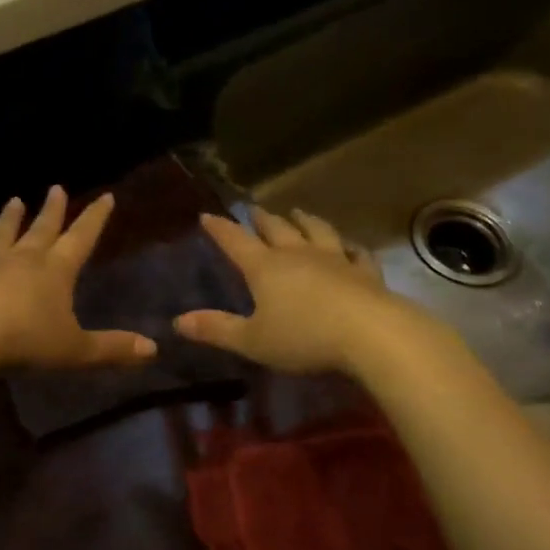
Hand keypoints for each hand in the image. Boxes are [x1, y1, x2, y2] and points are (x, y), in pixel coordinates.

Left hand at [0, 187, 157, 372]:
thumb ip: (113, 349)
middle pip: (41, 230)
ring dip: (8, 220)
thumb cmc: (25, 341)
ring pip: (0, 237)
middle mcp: (22, 260)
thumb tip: (153, 349)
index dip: (95, 218)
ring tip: (14, 200)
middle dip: (52, 210)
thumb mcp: (76, 350)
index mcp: (55, 271)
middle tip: (56, 188)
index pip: (81, 238)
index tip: (105, 196)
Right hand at [173, 206, 407, 373]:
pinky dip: (350, 246)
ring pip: (316, 231)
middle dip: (261, 219)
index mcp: (265, 268)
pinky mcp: (365, 272)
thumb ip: (217, 330)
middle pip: (276, 229)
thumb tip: (177, 321)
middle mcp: (298, 255)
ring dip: (304, 221)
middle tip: (253, 209)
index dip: (220, 229)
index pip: (235, 241)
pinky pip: (356, 253)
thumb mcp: (253, 340)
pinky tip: (350, 244)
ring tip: (298, 212)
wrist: (371, 334)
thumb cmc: (304, 337)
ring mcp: (334, 260)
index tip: (207, 215)